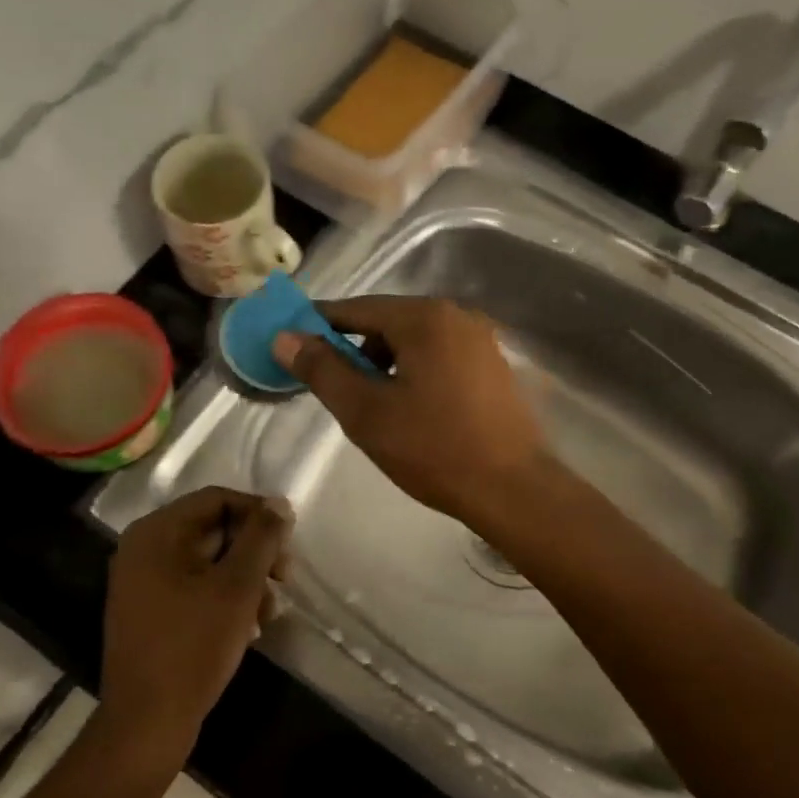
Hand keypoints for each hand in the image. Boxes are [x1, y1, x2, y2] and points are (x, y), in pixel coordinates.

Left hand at [103, 487, 292, 760]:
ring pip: (208, 561)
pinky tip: (249, 628)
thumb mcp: (238, 586)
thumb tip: (279, 503)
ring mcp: (142, 582)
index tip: (289, 542)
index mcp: (157, 532)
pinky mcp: (148, 611)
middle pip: (213, 529)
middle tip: (285, 578)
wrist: (147, 723)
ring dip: (245, 579)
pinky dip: (224, 598)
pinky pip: (194, 587)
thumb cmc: (194, 645)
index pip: (218, 500)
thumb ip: (262, 538)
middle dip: (255, 552)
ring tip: (269, 612)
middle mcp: (143, 548)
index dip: (259, 514)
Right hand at [273, 296, 548, 526]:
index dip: (320, 324)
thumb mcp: (365, 411)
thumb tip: (285, 337)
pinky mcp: (494, 366)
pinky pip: (441, 356)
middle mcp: (457, 316)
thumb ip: (322, 370)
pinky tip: (412, 409)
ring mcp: (481, 340)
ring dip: (386, 362)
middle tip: (336, 388)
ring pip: (416, 340)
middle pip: (389, 321)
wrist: (513, 489)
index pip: (357, 308)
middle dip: (356, 348)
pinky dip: (415, 371)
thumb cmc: (433, 448)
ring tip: (374, 405)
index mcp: (424, 317)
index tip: (293, 343)